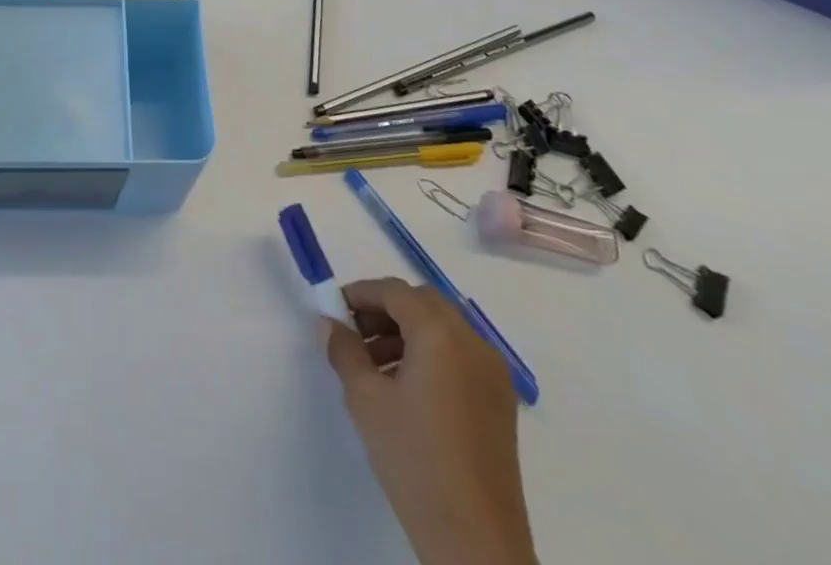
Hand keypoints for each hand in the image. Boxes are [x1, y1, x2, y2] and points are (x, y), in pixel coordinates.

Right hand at [323, 279, 536, 564]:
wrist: (475, 542)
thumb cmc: (415, 461)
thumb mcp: (366, 400)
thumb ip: (344, 350)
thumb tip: (328, 323)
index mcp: (441, 334)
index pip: (395, 291)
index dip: (361, 294)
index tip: (334, 310)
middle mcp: (473, 342)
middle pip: (423, 303)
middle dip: (386, 310)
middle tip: (355, 334)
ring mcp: (493, 373)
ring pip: (444, 328)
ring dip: (408, 332)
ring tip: (377, 367)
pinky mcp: (501, 401)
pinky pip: (461, 356)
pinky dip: (432, 354)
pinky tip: (408, 389)